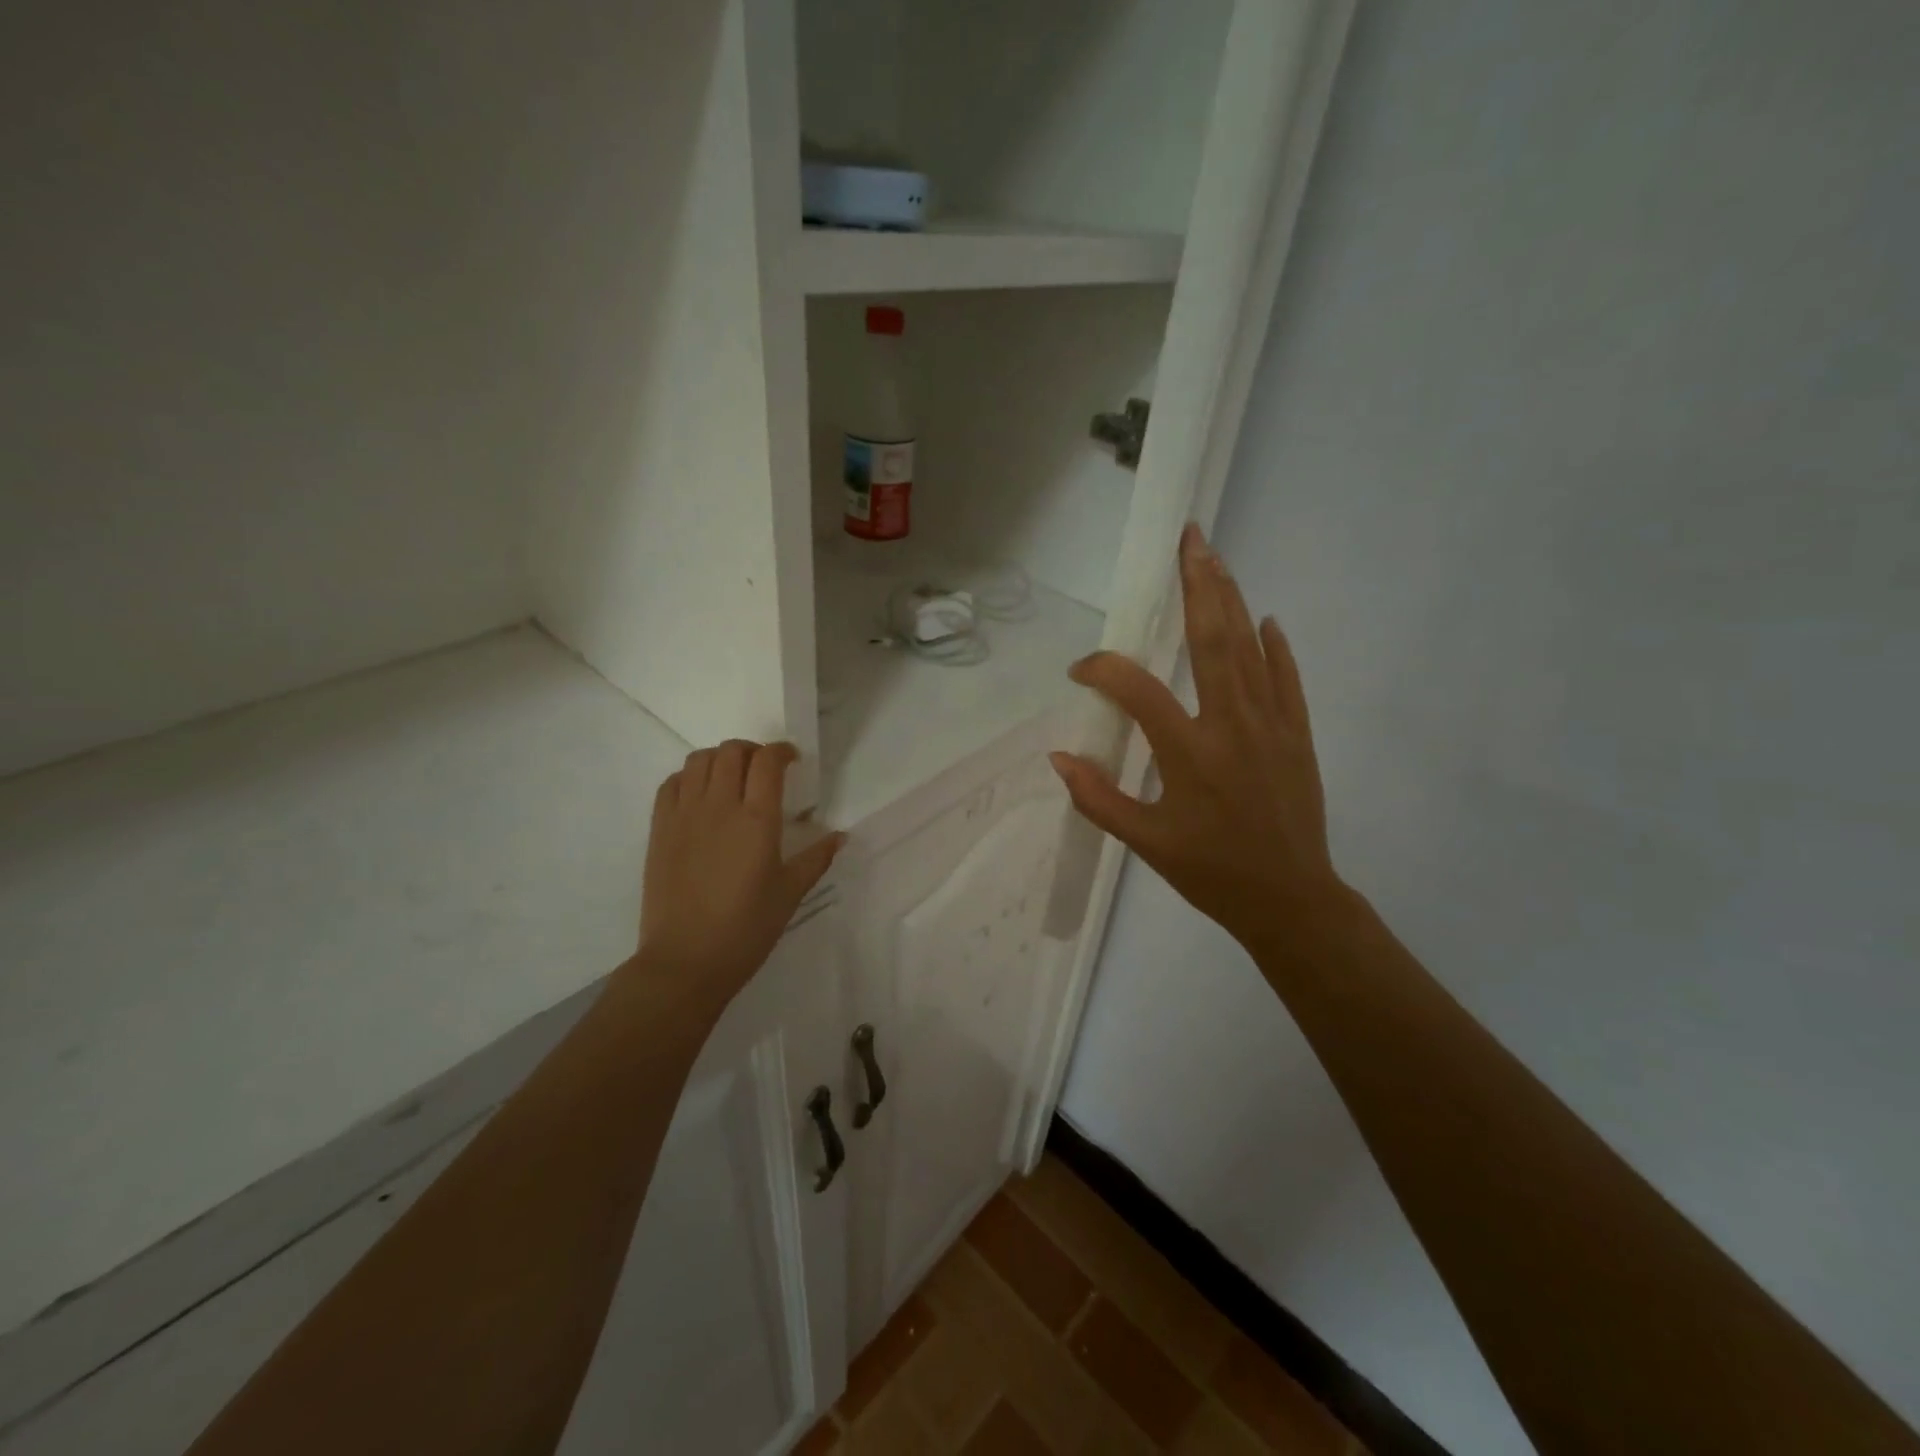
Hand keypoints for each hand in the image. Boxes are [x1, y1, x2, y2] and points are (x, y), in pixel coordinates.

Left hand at [638, 741, 843, 1002]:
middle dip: (752, 751)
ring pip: (700, 760)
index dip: (782, 752)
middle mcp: (720, 806)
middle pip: (732, 752)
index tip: (792, 760)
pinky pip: (672, 783)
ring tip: (731, 778)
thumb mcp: (790, 893)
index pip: (768, 762)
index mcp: (758, 820)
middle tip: (764, 769)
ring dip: (720, 759)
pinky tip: (700, 796)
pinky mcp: (659, 829)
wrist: (685, 961)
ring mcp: (685, 815)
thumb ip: (815, 859)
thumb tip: (840, 836)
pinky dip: (689, 777)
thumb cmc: (746, 929)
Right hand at [1049, 524, 1340, 954]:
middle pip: (1213, 640)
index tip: (1080, 672)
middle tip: (1188, 540)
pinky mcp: (1297, 735)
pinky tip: (1268, 619)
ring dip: (1232, 600)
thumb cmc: (1210, 872)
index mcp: (1188, 753)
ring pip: (1250, 649)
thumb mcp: (1145, 843)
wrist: (1290, 899)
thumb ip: (1097, 798)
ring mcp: (1271, 725)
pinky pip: (1287, 680)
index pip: (1137, 690)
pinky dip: (1277, 648)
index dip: (1102, 671)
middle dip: (1198, 585)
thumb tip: (1057, 758)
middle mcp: (1231, 725)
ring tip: (1215, 558)